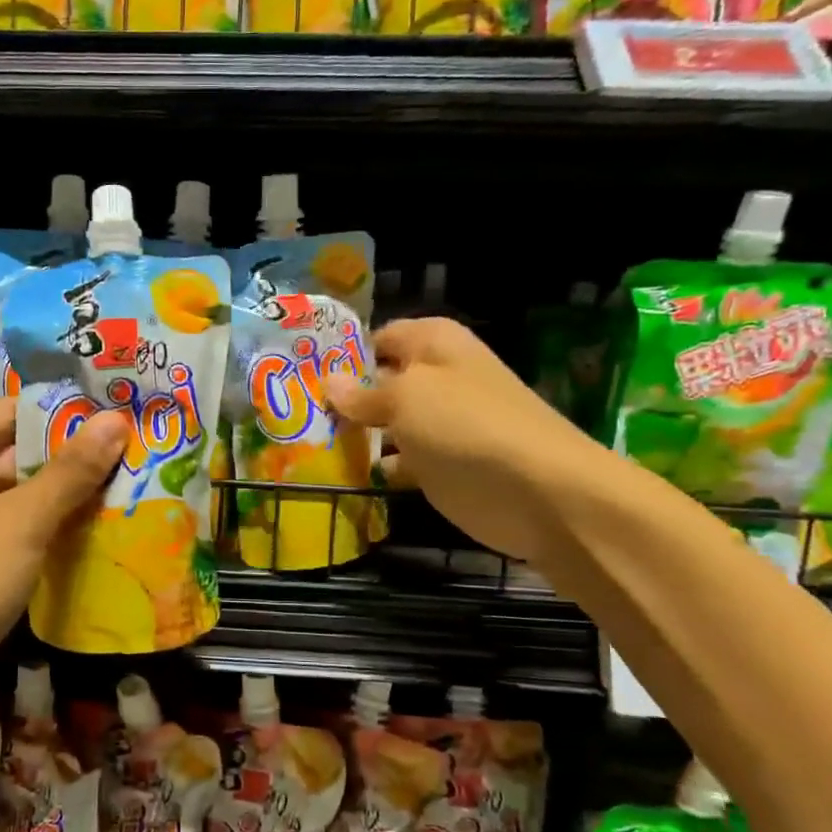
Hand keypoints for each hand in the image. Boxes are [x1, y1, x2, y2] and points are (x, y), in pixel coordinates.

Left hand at [0, 398, 127, 737]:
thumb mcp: (22, 520)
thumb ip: (71, 470)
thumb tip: (116, 419)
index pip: (9, 414)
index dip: (63, 416)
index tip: (119, 421)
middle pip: (13, 458)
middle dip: (71, 463)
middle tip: (135, 459)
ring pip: (16, 503)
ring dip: (64, 503)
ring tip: (129, 494)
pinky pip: (11, 540)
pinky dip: (47, 538)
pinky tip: (96, 540)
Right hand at [322, 317, 616, 563]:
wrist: (540, 493)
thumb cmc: (467, 426)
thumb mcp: (406, 398)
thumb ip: (363, 393)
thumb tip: (328, 382)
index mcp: (433, 343)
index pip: (377, 337)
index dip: (342, 354)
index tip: (299, 374)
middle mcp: (436, 378)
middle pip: (378, 382)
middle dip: (341, 397)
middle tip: (292, 412)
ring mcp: (439, 425)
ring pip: (385, 424)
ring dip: (354, 435)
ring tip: (304, 445)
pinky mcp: (440, 467)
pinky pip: (398, 460)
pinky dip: (375, 467)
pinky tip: (342, 476)